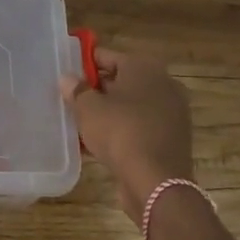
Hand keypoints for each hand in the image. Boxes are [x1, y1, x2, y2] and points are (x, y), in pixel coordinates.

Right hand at [63, 47, 193, 224]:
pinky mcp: (172, 139)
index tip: (67, 73)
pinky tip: (100, 143)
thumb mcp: (88, 108)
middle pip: (122, 80)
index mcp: (144, 67)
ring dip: (109, 112)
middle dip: (97, 89)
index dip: (85, 63)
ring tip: (82, 122)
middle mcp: (163, 84)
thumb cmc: (120, 132)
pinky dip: (123, 131)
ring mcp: (171, 113)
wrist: (157, 183)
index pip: (108, 56)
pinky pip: (140, 127)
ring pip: (131, 106)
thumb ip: (77, 90)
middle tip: (72, 99)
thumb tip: (68, 79)